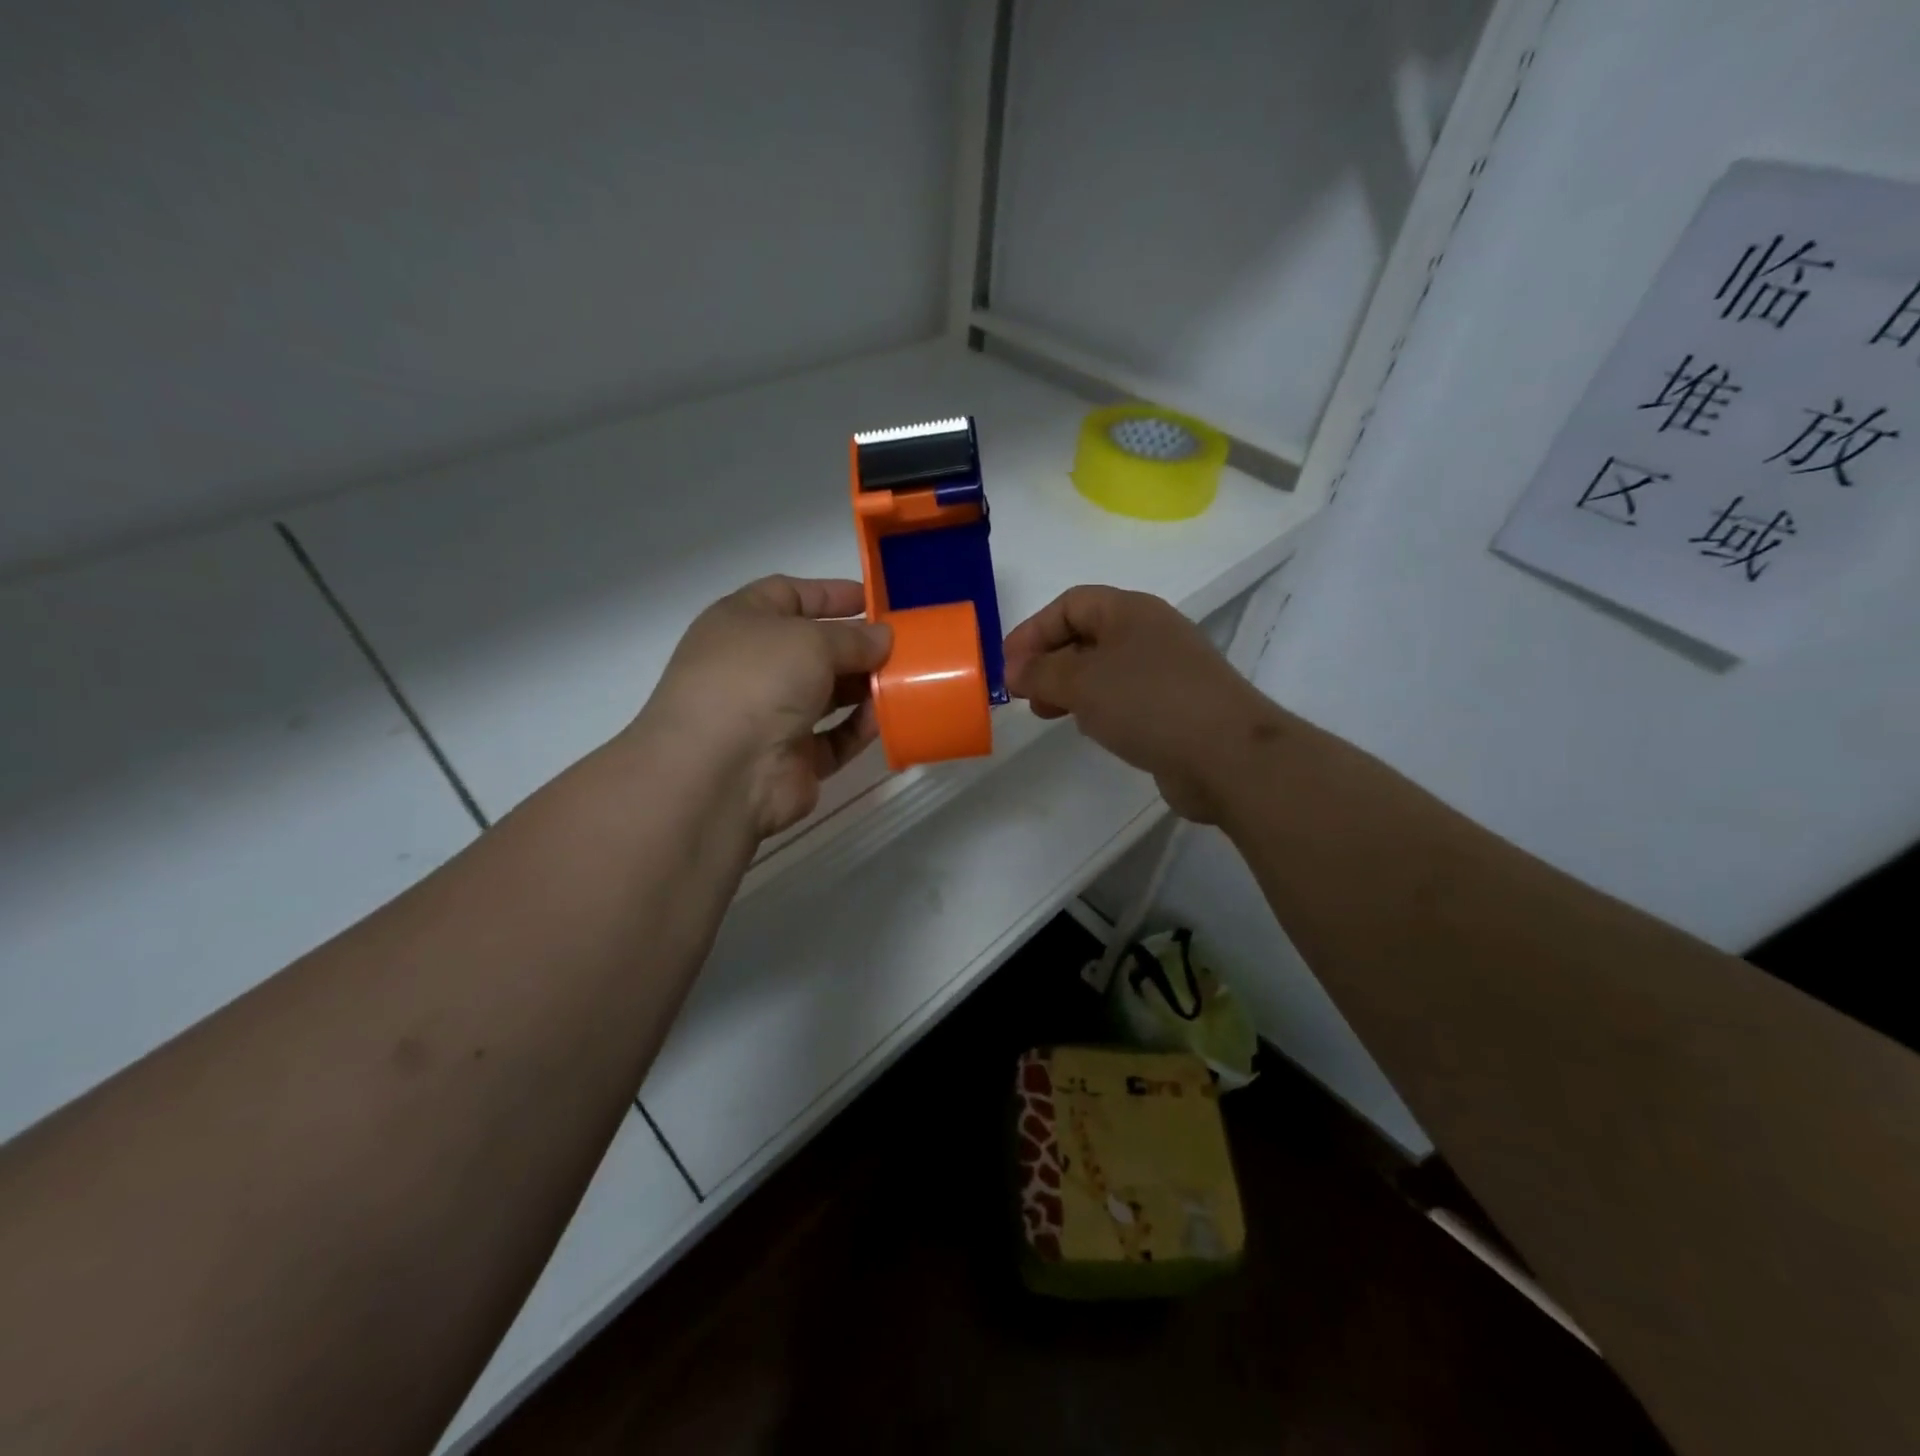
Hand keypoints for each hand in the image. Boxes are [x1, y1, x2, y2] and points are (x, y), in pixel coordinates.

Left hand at [637, 576, 891, 838]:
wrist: (720, 772)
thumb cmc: (758, 681)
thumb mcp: (810, 640)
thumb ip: (853, 638)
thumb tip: (883, 638)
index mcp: (741, 623)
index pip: (788, 595)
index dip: (831, 594)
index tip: (875, 600)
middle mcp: (753, 666)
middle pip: (813, 648)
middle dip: (857, 645)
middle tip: (904, 645)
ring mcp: (770, 716)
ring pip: (827, 695)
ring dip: (864, 687)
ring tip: (906, 680)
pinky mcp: (792, 759)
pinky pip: (834, 738)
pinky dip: (860, 728)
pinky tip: (889, 718)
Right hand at [1003, 586, 1279, 823]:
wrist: (1227, 754)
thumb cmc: (1148, 703)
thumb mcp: (1082, 682)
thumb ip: (1042, 672)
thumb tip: (1015, 671)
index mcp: (1130, 611)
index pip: (1070, 604)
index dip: (1033, 630)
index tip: (1008, 667)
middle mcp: (1150, 633)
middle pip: (1086, 634)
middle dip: (1048, 660)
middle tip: (1024, 693)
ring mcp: (1166, 670)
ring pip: (1104, 668)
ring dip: (1069, 686)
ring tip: (1048, 713)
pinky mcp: (1175, 706)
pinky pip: (1124, 696)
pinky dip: (1097, 706)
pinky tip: (1088, 728)